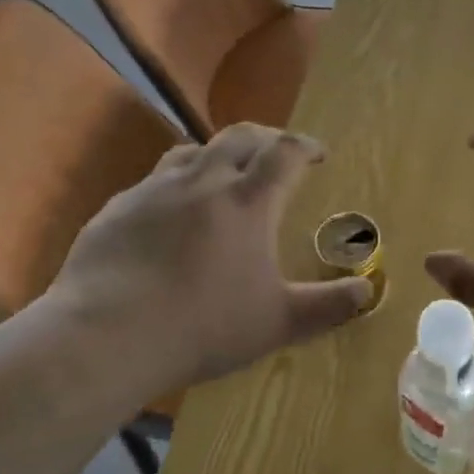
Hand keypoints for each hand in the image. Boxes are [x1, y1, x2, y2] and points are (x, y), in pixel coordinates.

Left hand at [45, 124, 371, 398]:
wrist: (105, 337)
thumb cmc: (202, 326)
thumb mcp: (277, 322)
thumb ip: (327, 306)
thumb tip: (369, 291)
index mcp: (248, 201)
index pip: (285, 152)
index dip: (306, 146)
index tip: (318, 155)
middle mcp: (204, 181)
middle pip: (241, 136)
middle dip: (266, 138)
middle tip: (277, 154)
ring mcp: (156, 189)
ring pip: (195, 150)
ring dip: (219, 154)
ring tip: (226, 175)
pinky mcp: (118, 207)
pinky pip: (155, 180)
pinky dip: (176, 183)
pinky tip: (171, 214)